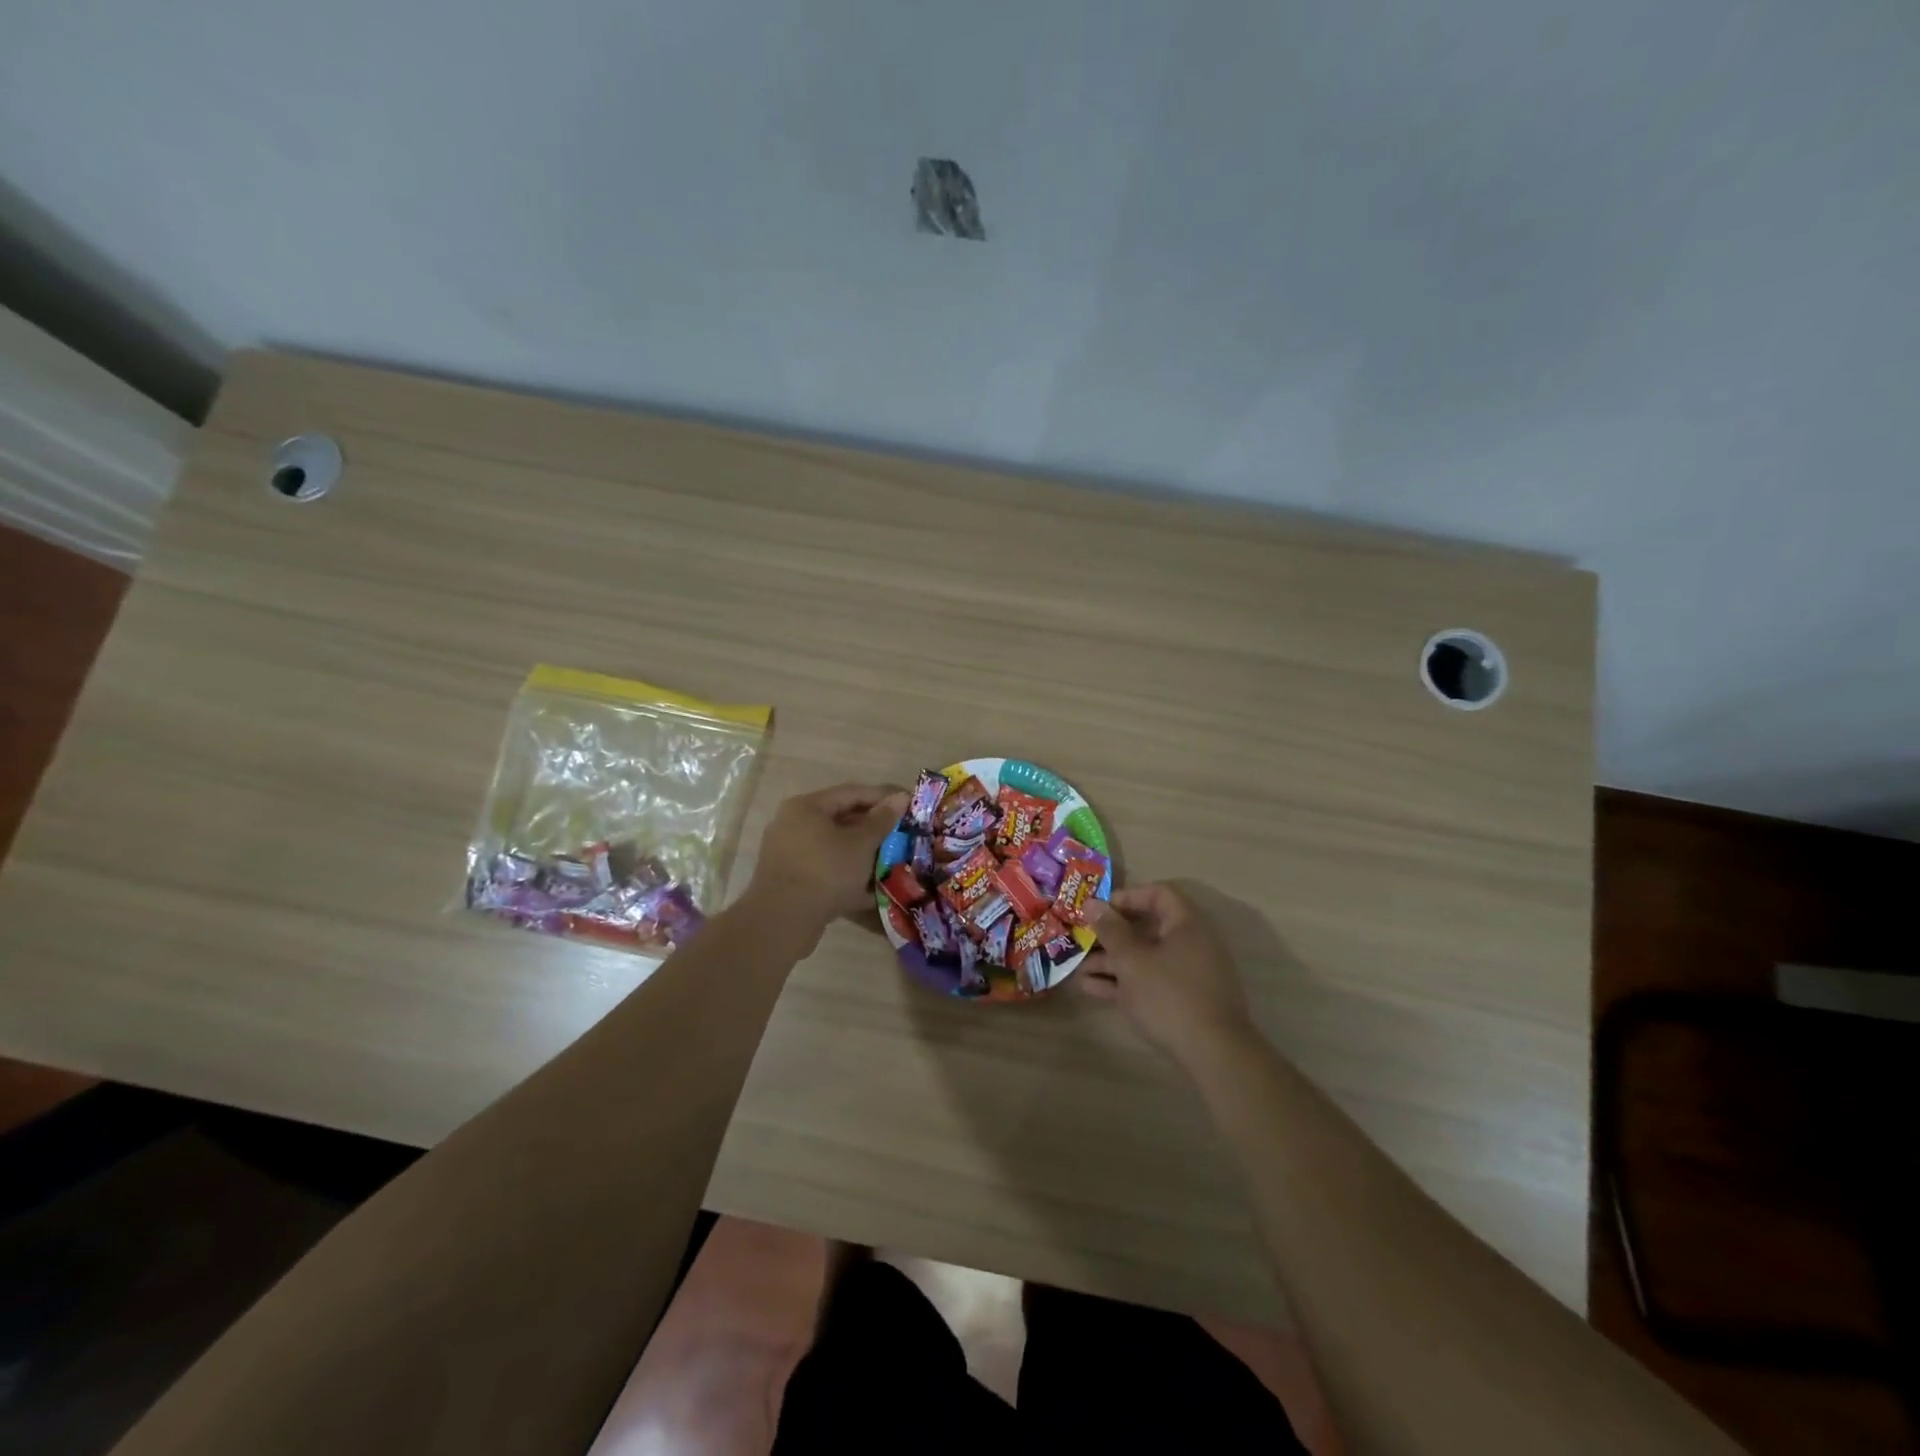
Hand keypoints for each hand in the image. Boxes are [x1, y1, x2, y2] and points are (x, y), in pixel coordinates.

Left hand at [745, 782, 906, 935]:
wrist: (782, 922)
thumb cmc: (825, 871)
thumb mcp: (861, 844)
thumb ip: (882, 819)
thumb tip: (901, 797)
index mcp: (807, 807)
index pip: (852, 793)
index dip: (883, 797)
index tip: (909, 805)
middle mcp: (794, 825)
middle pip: (842, 820)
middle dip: (874, 829)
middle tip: (903, 835)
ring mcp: (790, 854)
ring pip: (835, 848)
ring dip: (864, 855)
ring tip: (893, 862)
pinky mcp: (792, 881)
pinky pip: (827, 871)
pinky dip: (848, 876)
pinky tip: (873, 890)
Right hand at [1082, 884, 1256, 1066]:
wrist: (1214, 1054)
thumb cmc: (1169, 995)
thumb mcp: (1132, 960)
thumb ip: (1110, 930)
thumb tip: (1092, 903)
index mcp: (1186, 924)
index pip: (1158, 895)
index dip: (1127, 897)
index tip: (1100, 910)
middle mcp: (1191, 944)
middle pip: (1147, 929)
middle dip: (1111, 936)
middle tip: (1083, 940)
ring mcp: (1189, 974)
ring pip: (1145, 959)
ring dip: (1112, 962)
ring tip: (1078, 970)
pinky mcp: (1184, 1001)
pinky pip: (1151, 981)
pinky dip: (1125, 982)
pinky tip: (1092, 989)